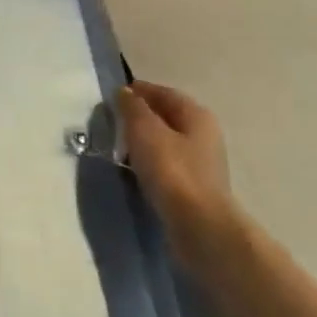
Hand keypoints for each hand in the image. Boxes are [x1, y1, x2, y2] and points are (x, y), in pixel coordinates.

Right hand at [119, 81, 234, 269]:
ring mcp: (201, 163)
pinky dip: (149, 162)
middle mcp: (204, 135)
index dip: (138, 91)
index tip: (112, 96)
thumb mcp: (144, 129)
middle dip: (140, 116)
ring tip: (118, 146)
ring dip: (144, 141)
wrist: (198, 225)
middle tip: (112, 121)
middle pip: (167, 117)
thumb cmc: (171, 169)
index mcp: (196, 114)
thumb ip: (132, 107)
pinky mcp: (194, 188)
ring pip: (166, 142)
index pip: (163, 93)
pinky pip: (167, 166)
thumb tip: (125, 92)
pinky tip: (133, 169)